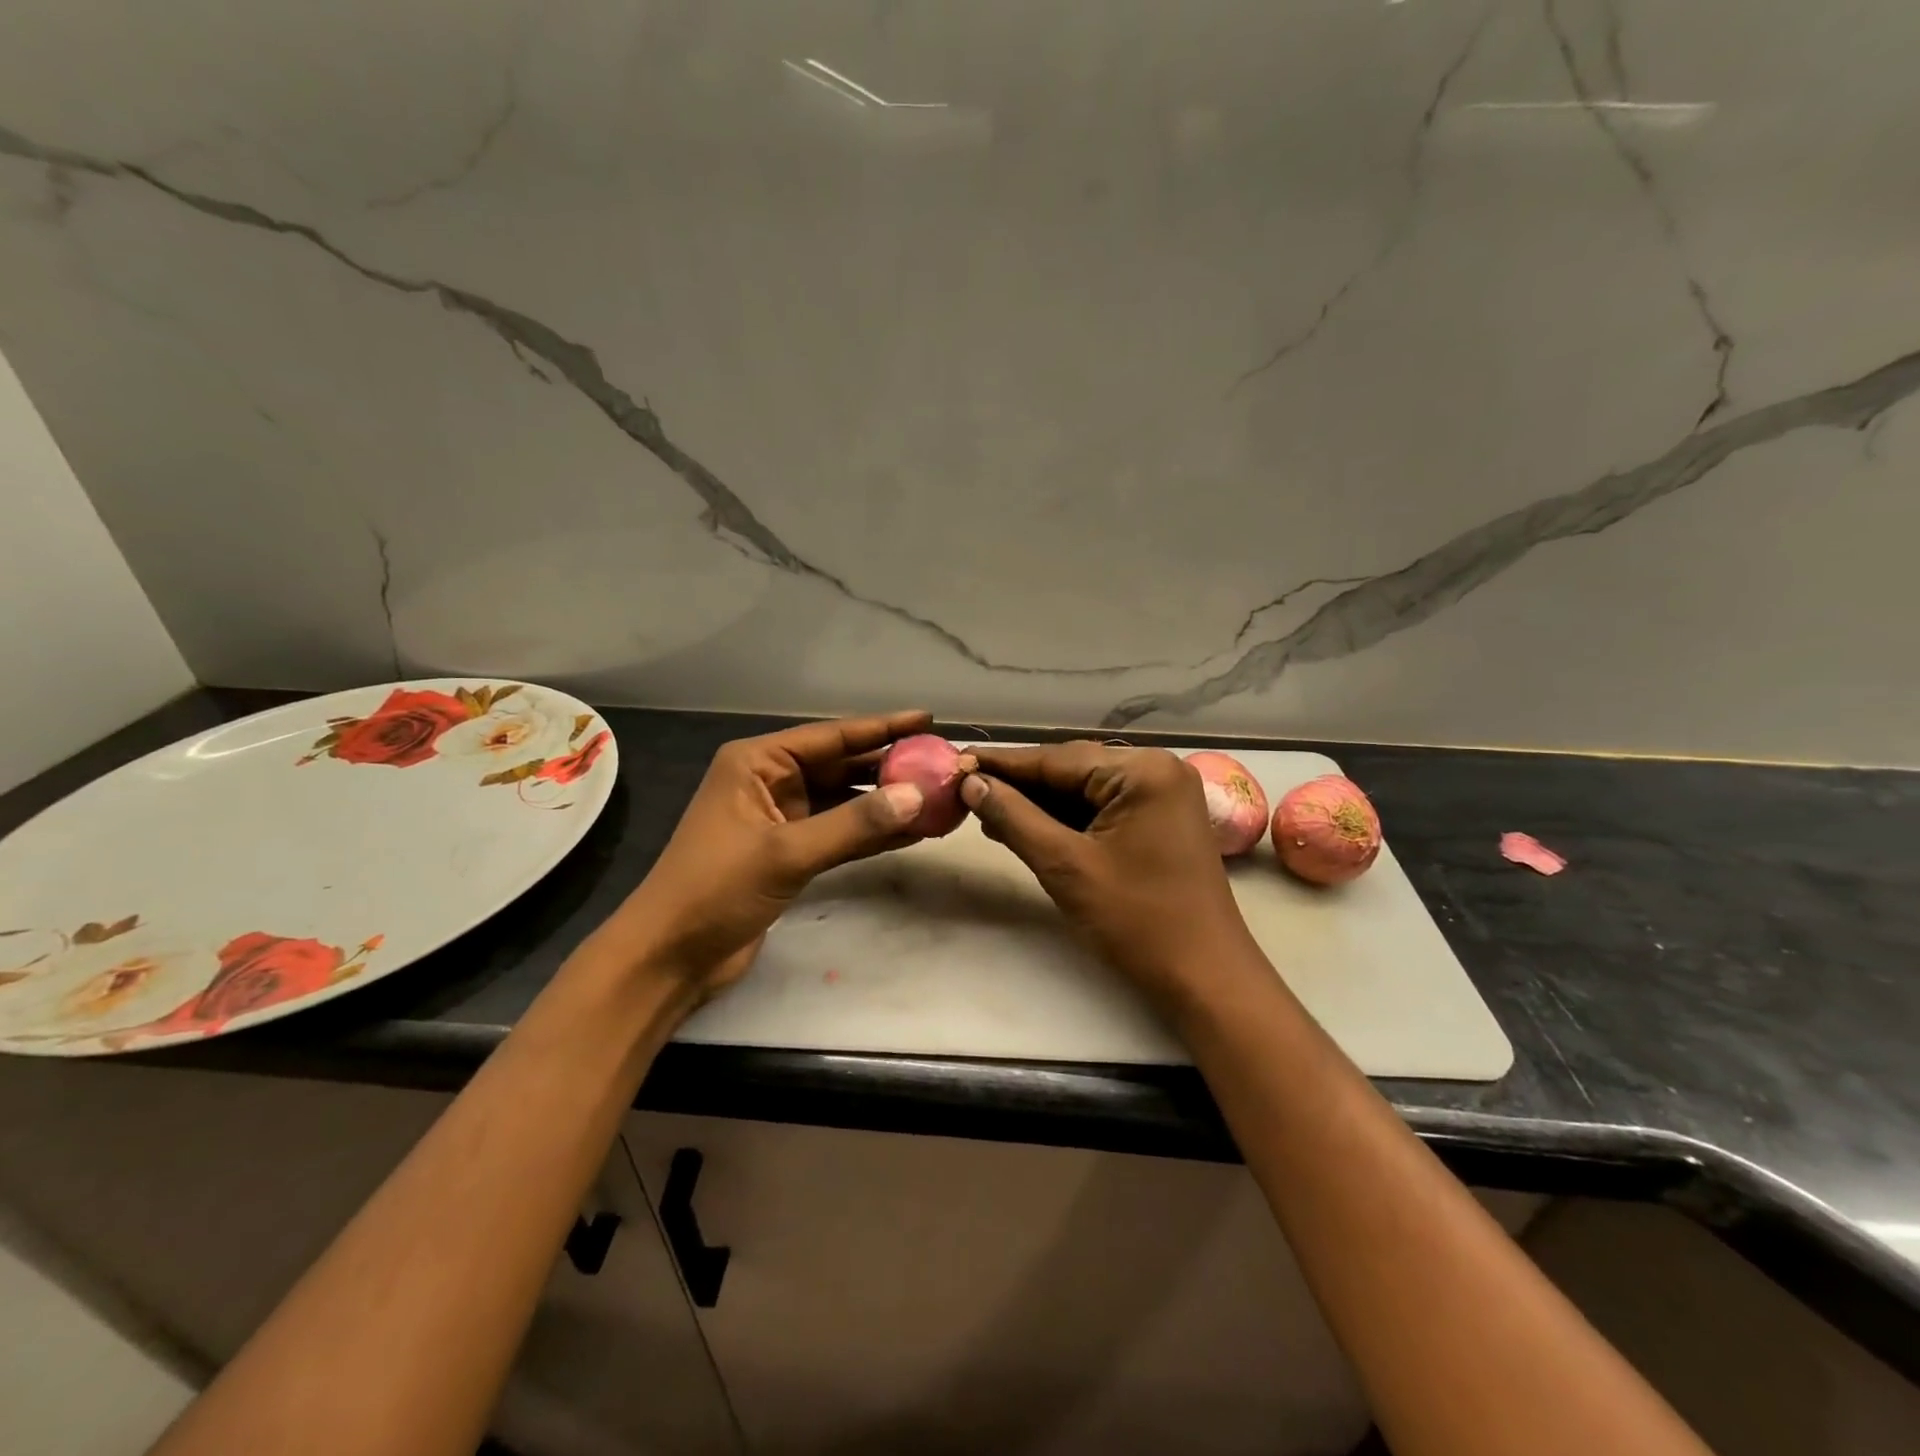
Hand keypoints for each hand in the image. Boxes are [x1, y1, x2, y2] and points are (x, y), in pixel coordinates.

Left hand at [598, 711, 933, 999]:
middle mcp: (770, 782)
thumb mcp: (786, 852)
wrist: (670, 957)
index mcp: (757, 763)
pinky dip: (871, 833)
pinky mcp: (790, 853)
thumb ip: (854, 824)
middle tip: (942, 764)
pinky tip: (912, 832)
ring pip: (844, 802)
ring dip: (886, 804)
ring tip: (937, 798)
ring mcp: (781, 819)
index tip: (927, 720)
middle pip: (842, 767)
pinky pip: (840, 833)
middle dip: (890, 767)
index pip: (831, 737)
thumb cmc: (715, 890)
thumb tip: (918, 796)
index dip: (882, 728)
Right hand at [962, 742, 1259, 1010]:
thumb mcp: (1065, 866)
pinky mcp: (1161, 821)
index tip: (956, 763)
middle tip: (966, 793)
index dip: (1002, 765)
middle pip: (1071, 770)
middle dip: (1019, 786)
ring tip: (988, 814)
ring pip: (1085, 790)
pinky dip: (1066, 820)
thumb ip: (1014, 817)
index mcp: (1142, 770)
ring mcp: (1163, 796)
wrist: (1205, 978)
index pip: (1056, 758)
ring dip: (1039, 805)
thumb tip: (971, 783)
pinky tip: (1028, 828)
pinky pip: (1103, 809)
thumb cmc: (1137, 921)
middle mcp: (1157, 770)